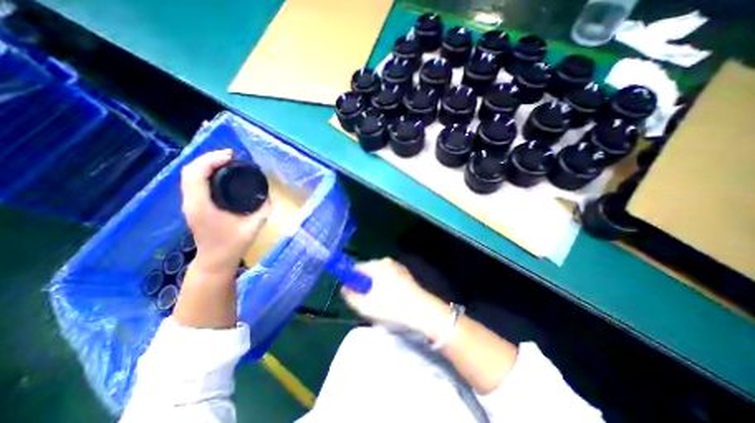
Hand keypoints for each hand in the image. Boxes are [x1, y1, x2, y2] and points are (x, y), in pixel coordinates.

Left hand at [181, 150, 271, 275]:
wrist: (216, 261)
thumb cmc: (233, 245)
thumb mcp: (254, 226)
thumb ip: (263, 208)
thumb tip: (269, 194)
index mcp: (201, 205)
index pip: (196, 174)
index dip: (211, 160)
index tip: (231, 156)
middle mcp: (191, 202)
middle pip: (189, 170)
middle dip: (209, 158)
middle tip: (231, 156)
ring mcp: (190, 204)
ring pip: (189, 175)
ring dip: (207, 164)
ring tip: (228, 162)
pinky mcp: (194, 205)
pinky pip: (194, 182)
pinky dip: (206, 172)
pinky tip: (222, 174)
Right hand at [341, 256, 446, 337]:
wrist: (420, 309)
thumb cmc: (391, 307)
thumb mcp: (366, 306)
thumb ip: (351, 296)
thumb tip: (344, 288)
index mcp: (376, 265)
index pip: (357, 268)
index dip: (351, 278)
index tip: (352, 291)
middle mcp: (386, 261)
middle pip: (368, 269)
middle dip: (364, 282)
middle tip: (366, 298)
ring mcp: (397, 266)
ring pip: (379, 273)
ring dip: (375, 283)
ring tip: (379, 299)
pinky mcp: (405, 272)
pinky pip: (389, 275)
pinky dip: (386, 283)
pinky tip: (390, 296)